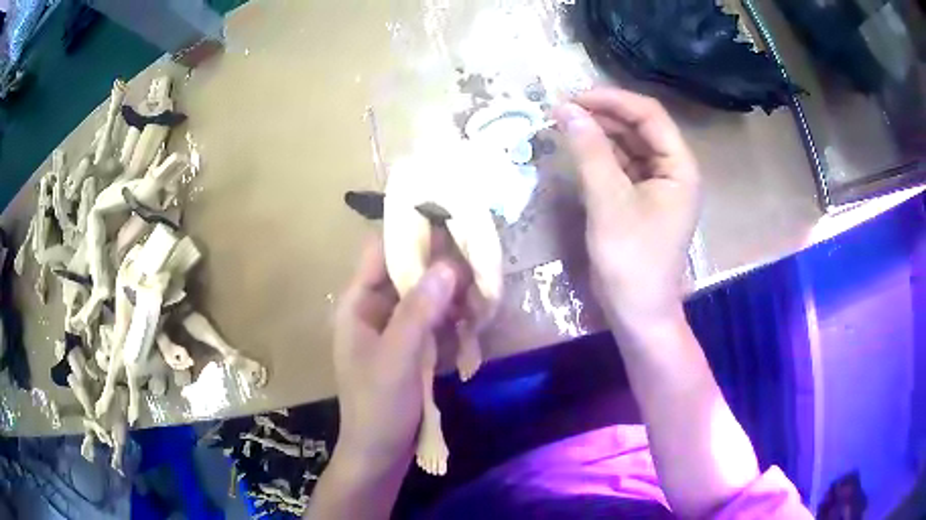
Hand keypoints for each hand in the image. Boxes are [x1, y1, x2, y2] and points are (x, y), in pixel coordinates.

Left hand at [332, 237, 456, 471]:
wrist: (379, 454)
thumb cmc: (378, 407)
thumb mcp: (397, 359)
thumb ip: (419, 312)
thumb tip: (448, 265)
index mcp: (358, 304)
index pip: (381, 251)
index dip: (412, 234)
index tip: (451, 223)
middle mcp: (375, 309)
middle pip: (410, 273)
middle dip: (444, 272)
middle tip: (479, 272)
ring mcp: (395, 329)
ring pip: (428, 297)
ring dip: (454, 299)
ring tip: (481, 306)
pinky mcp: (412, 348)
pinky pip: (435, 323)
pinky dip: (454, 323)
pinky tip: (472, 331)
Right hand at [553, 88, 700, 333]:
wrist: (637, 313)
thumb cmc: (631, 260)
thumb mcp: (609, 201)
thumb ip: (589, 150)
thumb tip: (564, 108)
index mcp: (680, 166)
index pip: (649, 115)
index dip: (612, 100)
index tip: (573, 97)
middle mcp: (672, 170)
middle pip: (639, 127)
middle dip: (603, 115)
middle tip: (562, 109)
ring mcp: (656, 185)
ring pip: (628, 145)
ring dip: (598, 133)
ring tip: (563, 123)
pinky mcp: (640, 199)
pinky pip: (621, 166)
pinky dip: (599, 155)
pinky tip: (577, 148)